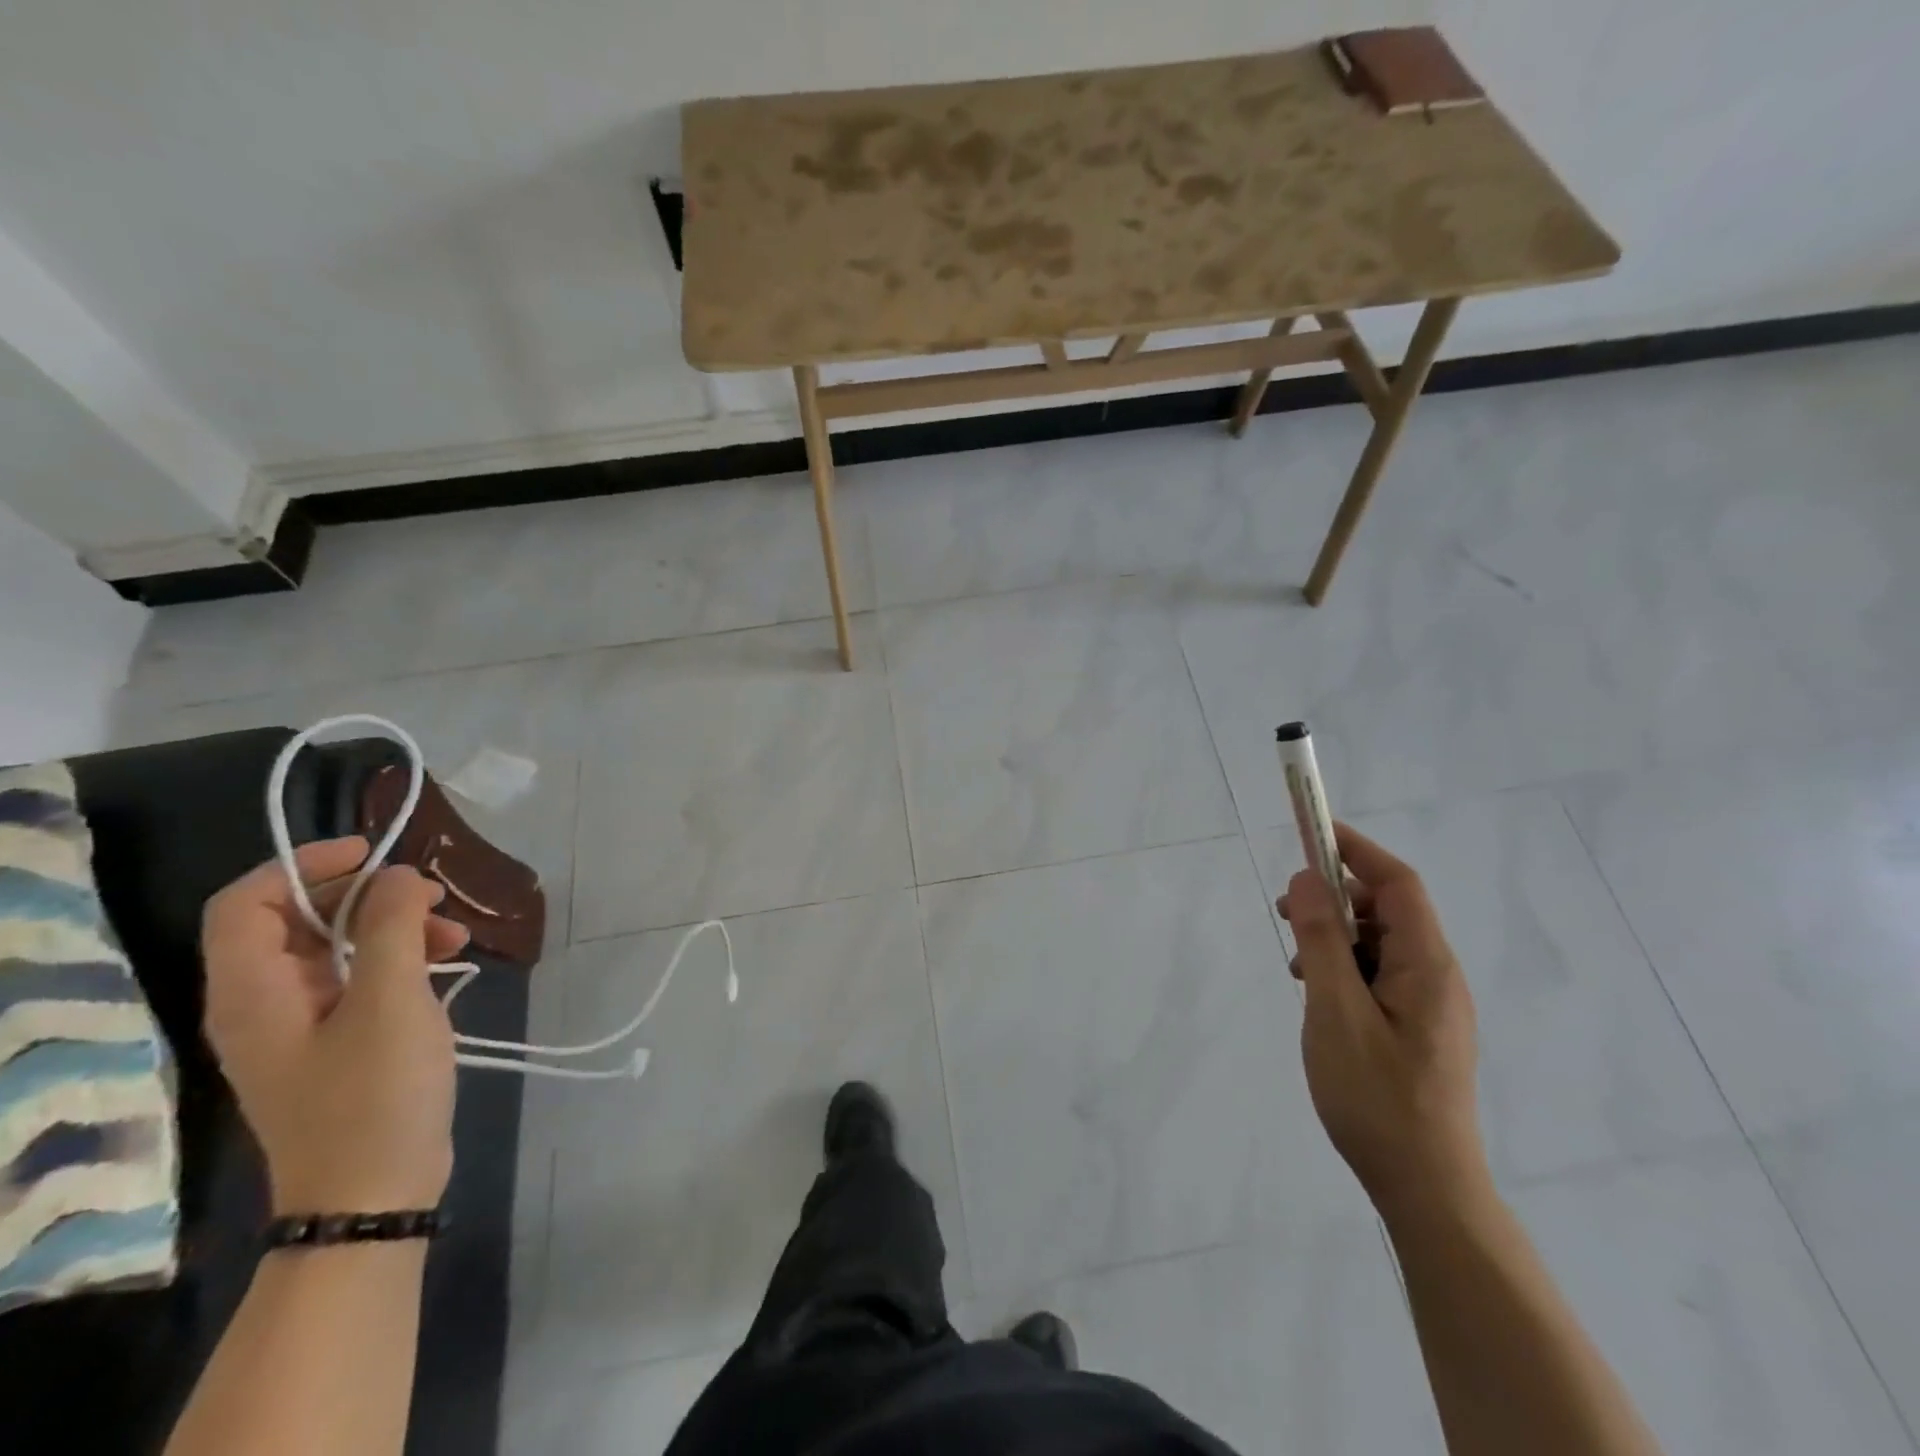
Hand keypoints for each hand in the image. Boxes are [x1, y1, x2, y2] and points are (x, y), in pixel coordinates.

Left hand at [202, 837, 470, 1214]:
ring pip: (332, 949)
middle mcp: (260, 1005)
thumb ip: (390, 927)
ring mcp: (297, 1028)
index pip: (245, 903)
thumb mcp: (391, 1001)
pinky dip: (398, 959)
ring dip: (391, 927)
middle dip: (365, 896)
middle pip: (292, 921)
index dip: (304, 865)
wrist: (374, 1195)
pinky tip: (447, 963)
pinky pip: (354, 980)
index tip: (375, 855)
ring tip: (455, 932)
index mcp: (252, 994)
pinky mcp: (332, 1044)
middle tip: (429, 895)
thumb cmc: (375, 1094)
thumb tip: (397, 874)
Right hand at [1279, 822, 1487, 1220]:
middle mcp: (1437, 976)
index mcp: (1428, 965)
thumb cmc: (1377, 1096)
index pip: (1397, 883)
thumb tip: (1308, 879)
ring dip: (1335, 936)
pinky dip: (1343, 967)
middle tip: (1285, 909)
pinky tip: (1315, 994)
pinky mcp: (1416, 1029)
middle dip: (1335, 897)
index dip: (1356, 849)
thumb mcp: (1335, 1011)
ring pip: (1379, 944)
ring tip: (1294, 961)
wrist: (1425, 1187)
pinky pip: (1378, 975)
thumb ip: (1321, 941)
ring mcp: (1429, 1005)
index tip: (1312, 831)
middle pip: (1387, 910)